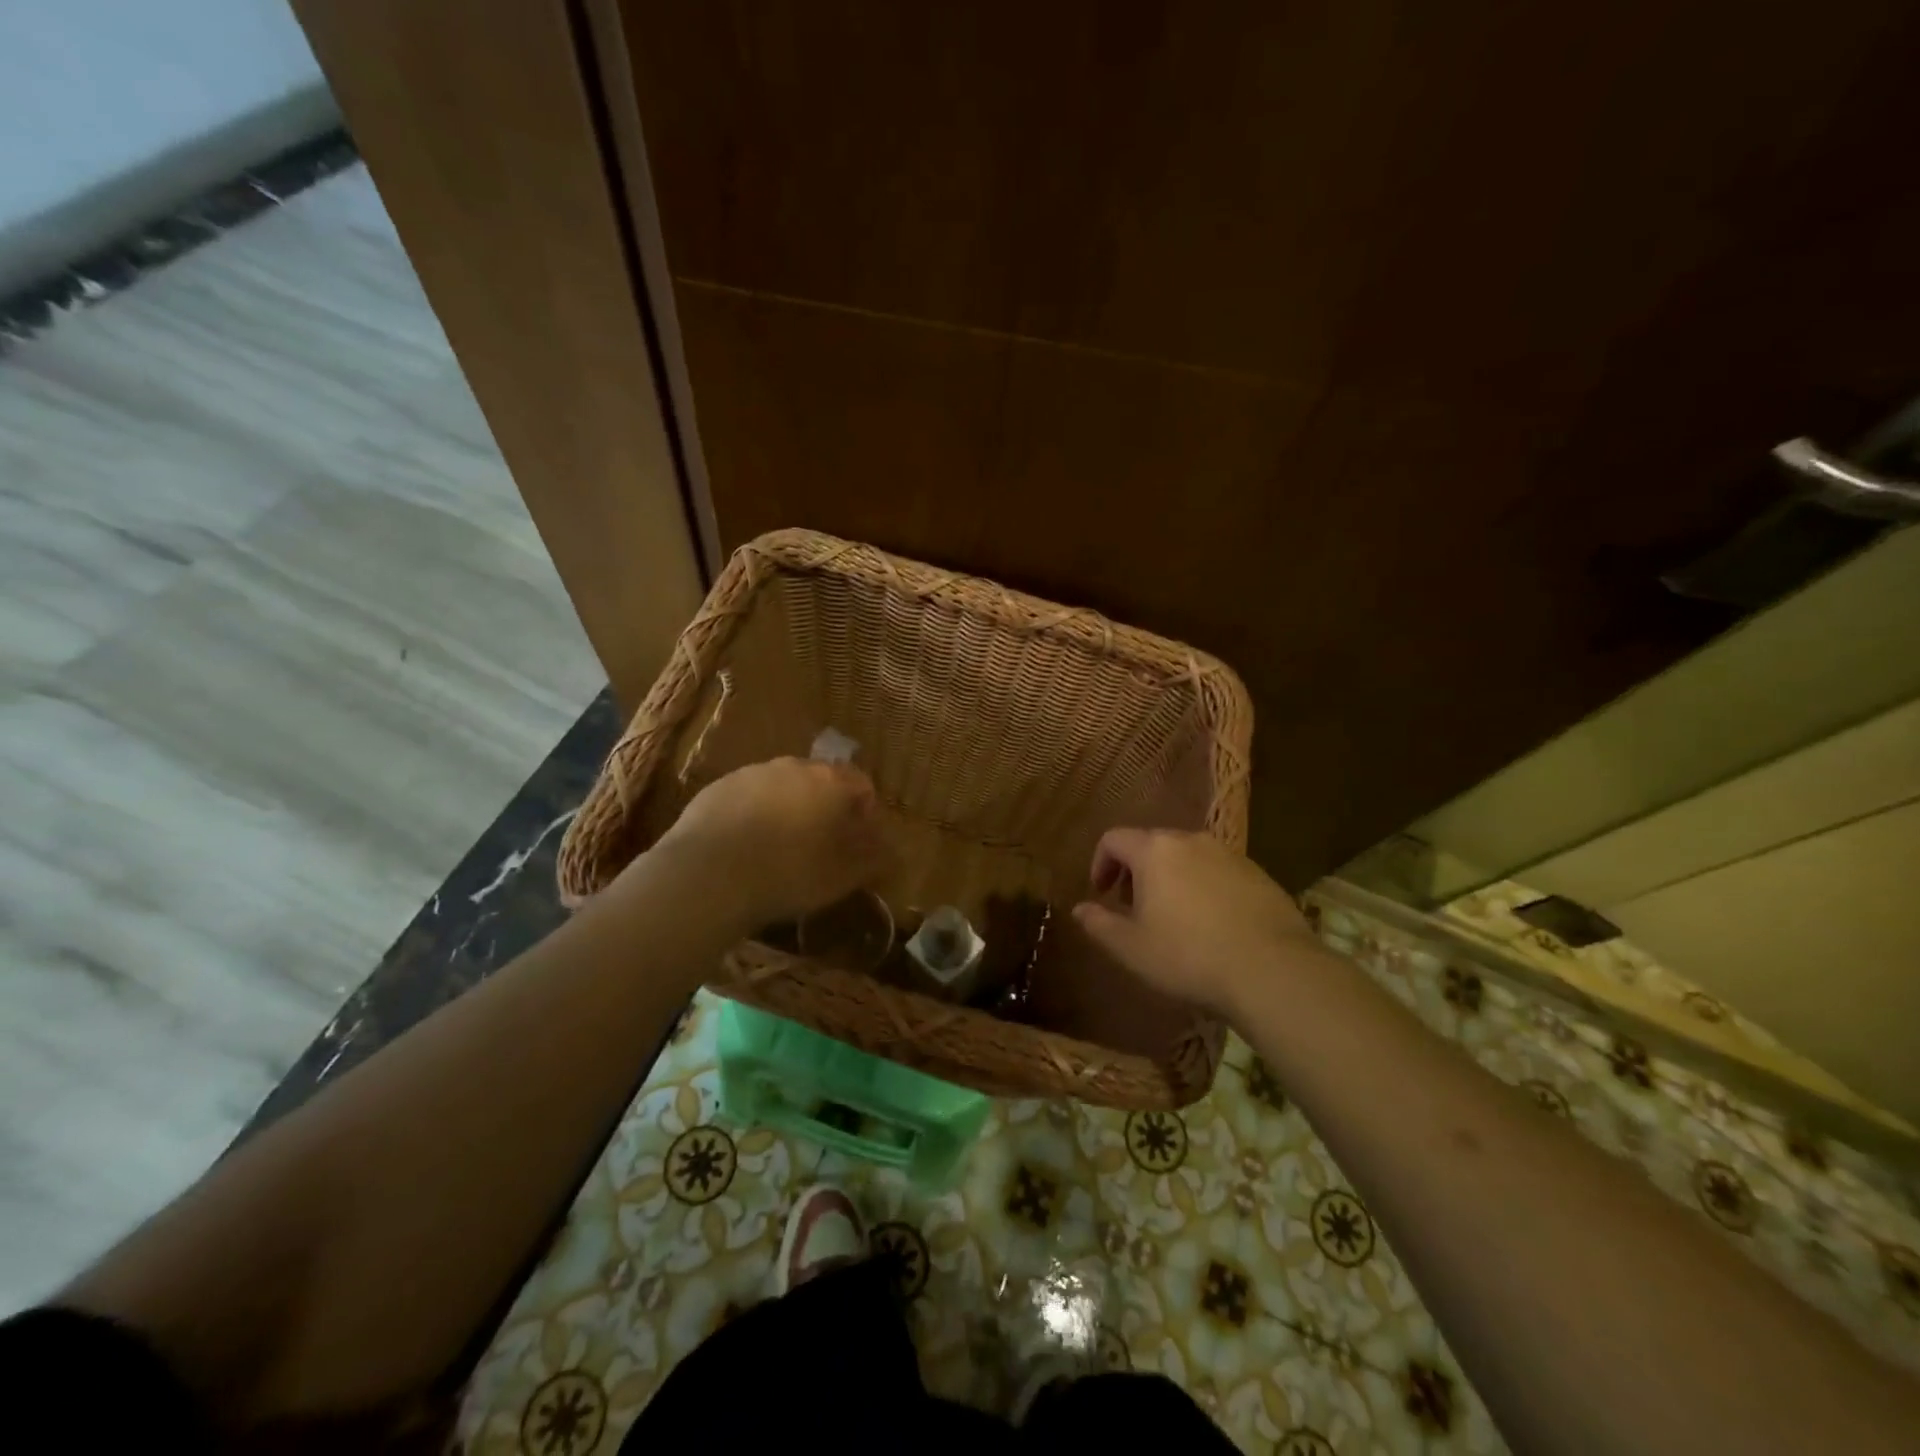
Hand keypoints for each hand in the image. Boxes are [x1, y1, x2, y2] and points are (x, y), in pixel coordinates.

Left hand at [649, 757, 890, 929]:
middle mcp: (793, 766)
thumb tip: (894, 850)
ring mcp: (752, 773)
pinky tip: (746, 848)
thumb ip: (874, 858)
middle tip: (820, 846)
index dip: (865, 812)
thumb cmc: (789, 874)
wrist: (708, 876)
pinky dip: (754, 814)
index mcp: (830, 781)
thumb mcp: (843, 876)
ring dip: (788, 809)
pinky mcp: (717, 787)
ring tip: (780, 849)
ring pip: (782, 786)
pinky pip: (748, 797)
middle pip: (821, 781)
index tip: (858, 842)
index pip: (861, 784)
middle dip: (826, 808)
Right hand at [1072, 828, 1323, 1017]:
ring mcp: (1229, 854)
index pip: (1114, 839)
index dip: (1100, 863)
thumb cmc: (1189, 956)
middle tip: (1133, 907)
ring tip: (1173, 918)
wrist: (1272, 969)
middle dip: (1135, 872)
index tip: (1101, 893)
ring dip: (1171, 878)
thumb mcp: (1131, 948)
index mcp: (1154, 851)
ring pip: (1187, 857)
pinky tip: (1212, 924)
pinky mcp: (1258, 873)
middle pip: (1151, 844)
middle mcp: (1190, 840)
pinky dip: (1203, 887)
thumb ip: (1099, 924)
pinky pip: (1217, 871)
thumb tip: (1078, 909)